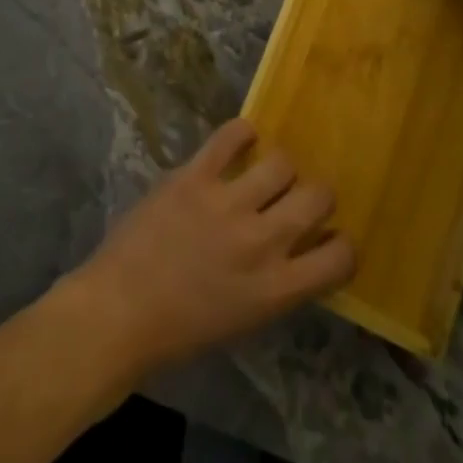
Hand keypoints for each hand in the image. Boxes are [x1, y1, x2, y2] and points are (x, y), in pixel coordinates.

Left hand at [56, 120, 353, 382]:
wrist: (121, 310)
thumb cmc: (182, 329)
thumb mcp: (245, 319)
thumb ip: (277, 283)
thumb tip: (299, 249)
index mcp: (277, 288)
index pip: (339, 255)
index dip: (341, 243)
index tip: (328, 237)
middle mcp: (262, 241)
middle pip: (317, 197)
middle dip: (316, 195)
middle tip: (299, 197)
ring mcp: (227, 203)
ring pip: (281, 162)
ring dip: (279, 167)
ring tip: (266, 172)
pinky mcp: (195, 175)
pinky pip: (230, 137)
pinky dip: (241, 133)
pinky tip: (241, 139)